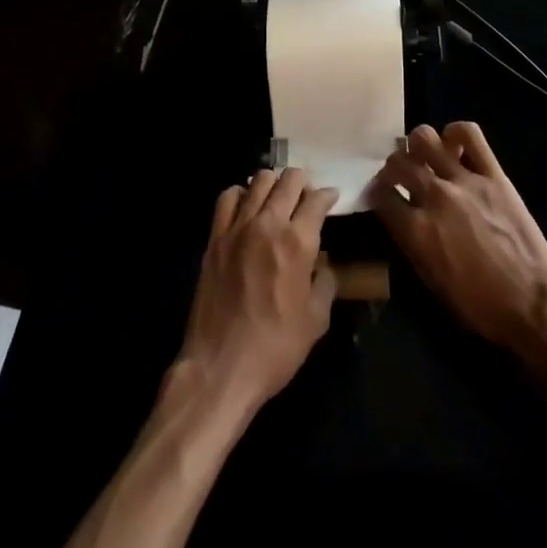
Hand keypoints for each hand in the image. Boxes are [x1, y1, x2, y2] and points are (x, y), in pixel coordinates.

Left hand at [172, 167, 339, 417]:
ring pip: (258, 181)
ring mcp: (238, 227)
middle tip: (307, 194)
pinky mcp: (215, 238)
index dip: (328, 195)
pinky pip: (228, 198)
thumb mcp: (316, 320)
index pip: (317, 200)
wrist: (221, 366)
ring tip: (278, 197)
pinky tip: (247, 206)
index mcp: (298, 242)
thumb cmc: (276, 348)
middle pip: (288, 180)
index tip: (331, 198)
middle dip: (303, 181)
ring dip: (274, 183)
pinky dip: (241, 193)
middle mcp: (268, 224)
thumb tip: (323, 263)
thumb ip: (325, 282)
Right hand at [375, 122, 546, 349]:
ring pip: (425, 139)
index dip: (377, 194)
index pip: (381, 196)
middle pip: (398, 163)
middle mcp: (435, 197)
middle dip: (392, 167)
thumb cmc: (481, 305)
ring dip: (417, 145)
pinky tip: (454, 143)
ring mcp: (465, 181)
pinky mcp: (493, 174)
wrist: (534, 302)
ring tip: (424, 155)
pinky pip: (470, 135)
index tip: (381, 195)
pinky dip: (457, 132)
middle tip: (400, 175)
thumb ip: (412, 244)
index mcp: (416, 230)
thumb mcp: (433, 283)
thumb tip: (402, 220)